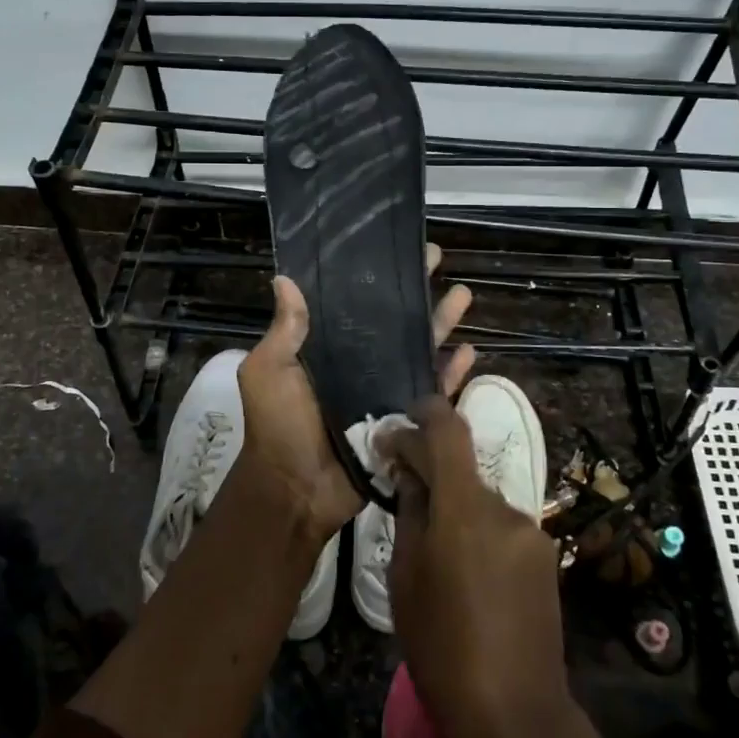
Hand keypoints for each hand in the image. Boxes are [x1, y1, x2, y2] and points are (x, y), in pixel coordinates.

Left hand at [235, 246, 476, 543]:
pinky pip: (431, 391)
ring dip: (441, 323)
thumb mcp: (269, 371)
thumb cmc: (278, 425)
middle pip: (393, 320)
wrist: (296, 489)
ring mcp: (383, 390)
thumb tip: (284, 278)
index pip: (353, 303)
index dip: (373, 277)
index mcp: (325, 348)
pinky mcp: (403, 418)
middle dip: (415, 290)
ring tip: (463, 295)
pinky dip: (450, 372)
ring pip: (418, 349)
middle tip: (438, 258)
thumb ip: (284, 329)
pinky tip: (469, 351)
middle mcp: (357, 363)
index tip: (392, 248)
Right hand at [382, 395, 574, 737]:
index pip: (448, 429)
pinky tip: (466, 572)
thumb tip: (409, 473)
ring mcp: (531, 531)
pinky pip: (500, 526)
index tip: (393, 432)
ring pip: (480, 499)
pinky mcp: (545, 555)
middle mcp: (504, 507)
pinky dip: (477, 531)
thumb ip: (410, 513)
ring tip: (433, 548)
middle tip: (401, 493)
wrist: (515, 716)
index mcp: (464, 508)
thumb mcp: (406, 578)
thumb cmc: (442, 648)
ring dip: (455, 507)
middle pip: (462, 467)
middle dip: (430, 472)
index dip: (422, 414)